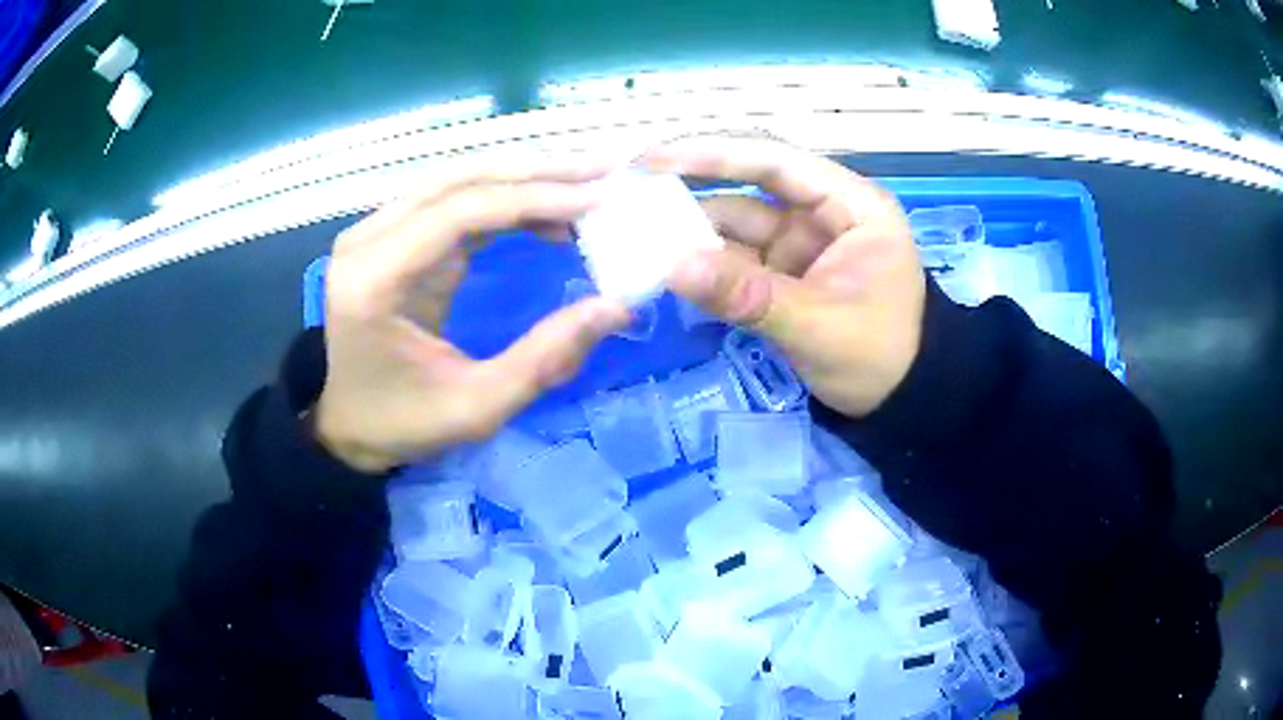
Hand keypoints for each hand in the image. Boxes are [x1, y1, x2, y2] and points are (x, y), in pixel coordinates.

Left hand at [314, 154, 632, 471]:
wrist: (347, 426)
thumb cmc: (401, 423)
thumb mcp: (476, 407)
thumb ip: (545, 359)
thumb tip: (616, 307)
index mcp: (374, 280)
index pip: (458, 213)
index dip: (531, 199)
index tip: (597, 199)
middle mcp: (368, 240)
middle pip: (458, 180)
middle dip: (536, 171)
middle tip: (604, 168)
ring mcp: (376, 232)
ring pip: (457, 180)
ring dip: (524, 176)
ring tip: (586, 180)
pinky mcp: (394, 237)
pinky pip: (454, 202)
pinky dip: (505, 200)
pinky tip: (548, 212)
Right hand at [644, 136, 925, 417]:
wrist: (900, 403)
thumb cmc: (879, 358)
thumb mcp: (819, 328)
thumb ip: (748, 297)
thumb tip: (671, 268)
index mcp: (851, 205)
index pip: (776, 162)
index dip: (714, 154)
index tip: (653, 158)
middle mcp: (821, 212)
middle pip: (748, 184)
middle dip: (691, 185)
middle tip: (628, 188)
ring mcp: (799, 242)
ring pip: (734, 222)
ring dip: (688, 230)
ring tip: (631, 233)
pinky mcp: (782, 272)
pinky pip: (734, 258)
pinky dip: (702, 263)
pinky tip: (662, 265)